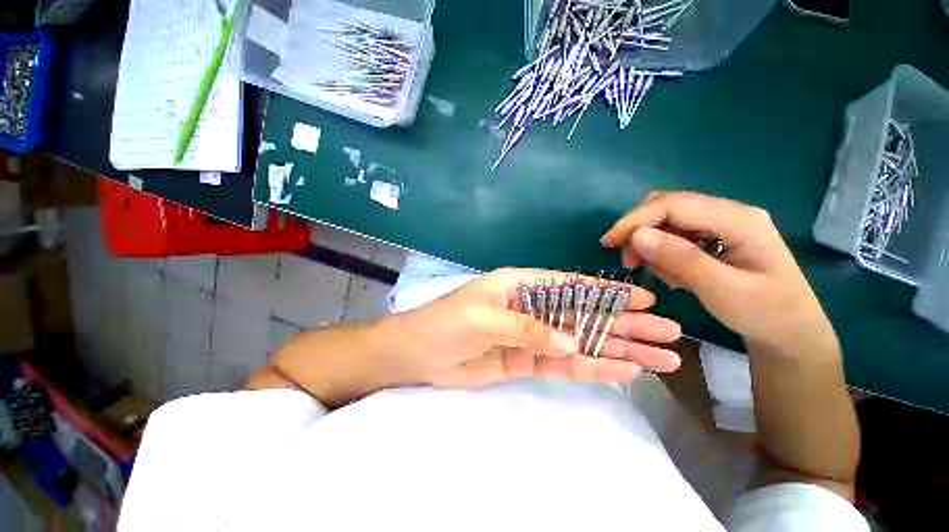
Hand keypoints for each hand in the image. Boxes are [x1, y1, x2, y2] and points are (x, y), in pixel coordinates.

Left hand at [381, 268, 681, 388]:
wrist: (419, 353)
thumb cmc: (445, 323)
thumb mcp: (483, 317)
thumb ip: (526, 327)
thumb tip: (571, 341)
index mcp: (521, 285)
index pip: (571, 285)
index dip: (607, 292)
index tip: (645, 299)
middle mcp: (533, 307)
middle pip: (586, 314)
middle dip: (626, 324)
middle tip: (669, 334)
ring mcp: (533, 336)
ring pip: (582, 342)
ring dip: (619, 350)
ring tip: (661, 359)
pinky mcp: (528, 361)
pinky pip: (565, 364)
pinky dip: (593, 367)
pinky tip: (623, 372)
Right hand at [600, 191, 835, 350]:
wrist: (791, 332)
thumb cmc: (763, 313)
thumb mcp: (721, 289)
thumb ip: (679, 259)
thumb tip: (637, 235)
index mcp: (738, 219)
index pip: (673, 204)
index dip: (635, 220)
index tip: (608, 243)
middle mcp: (729, 213)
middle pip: (669, 206)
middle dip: (640, 229)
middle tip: (628, 259)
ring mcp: (724, 224)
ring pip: (669, 220)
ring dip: (650, 242)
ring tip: (652, 271)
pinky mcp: (717, 236)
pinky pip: (678, 235)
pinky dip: (663, 251)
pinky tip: (669, 272)